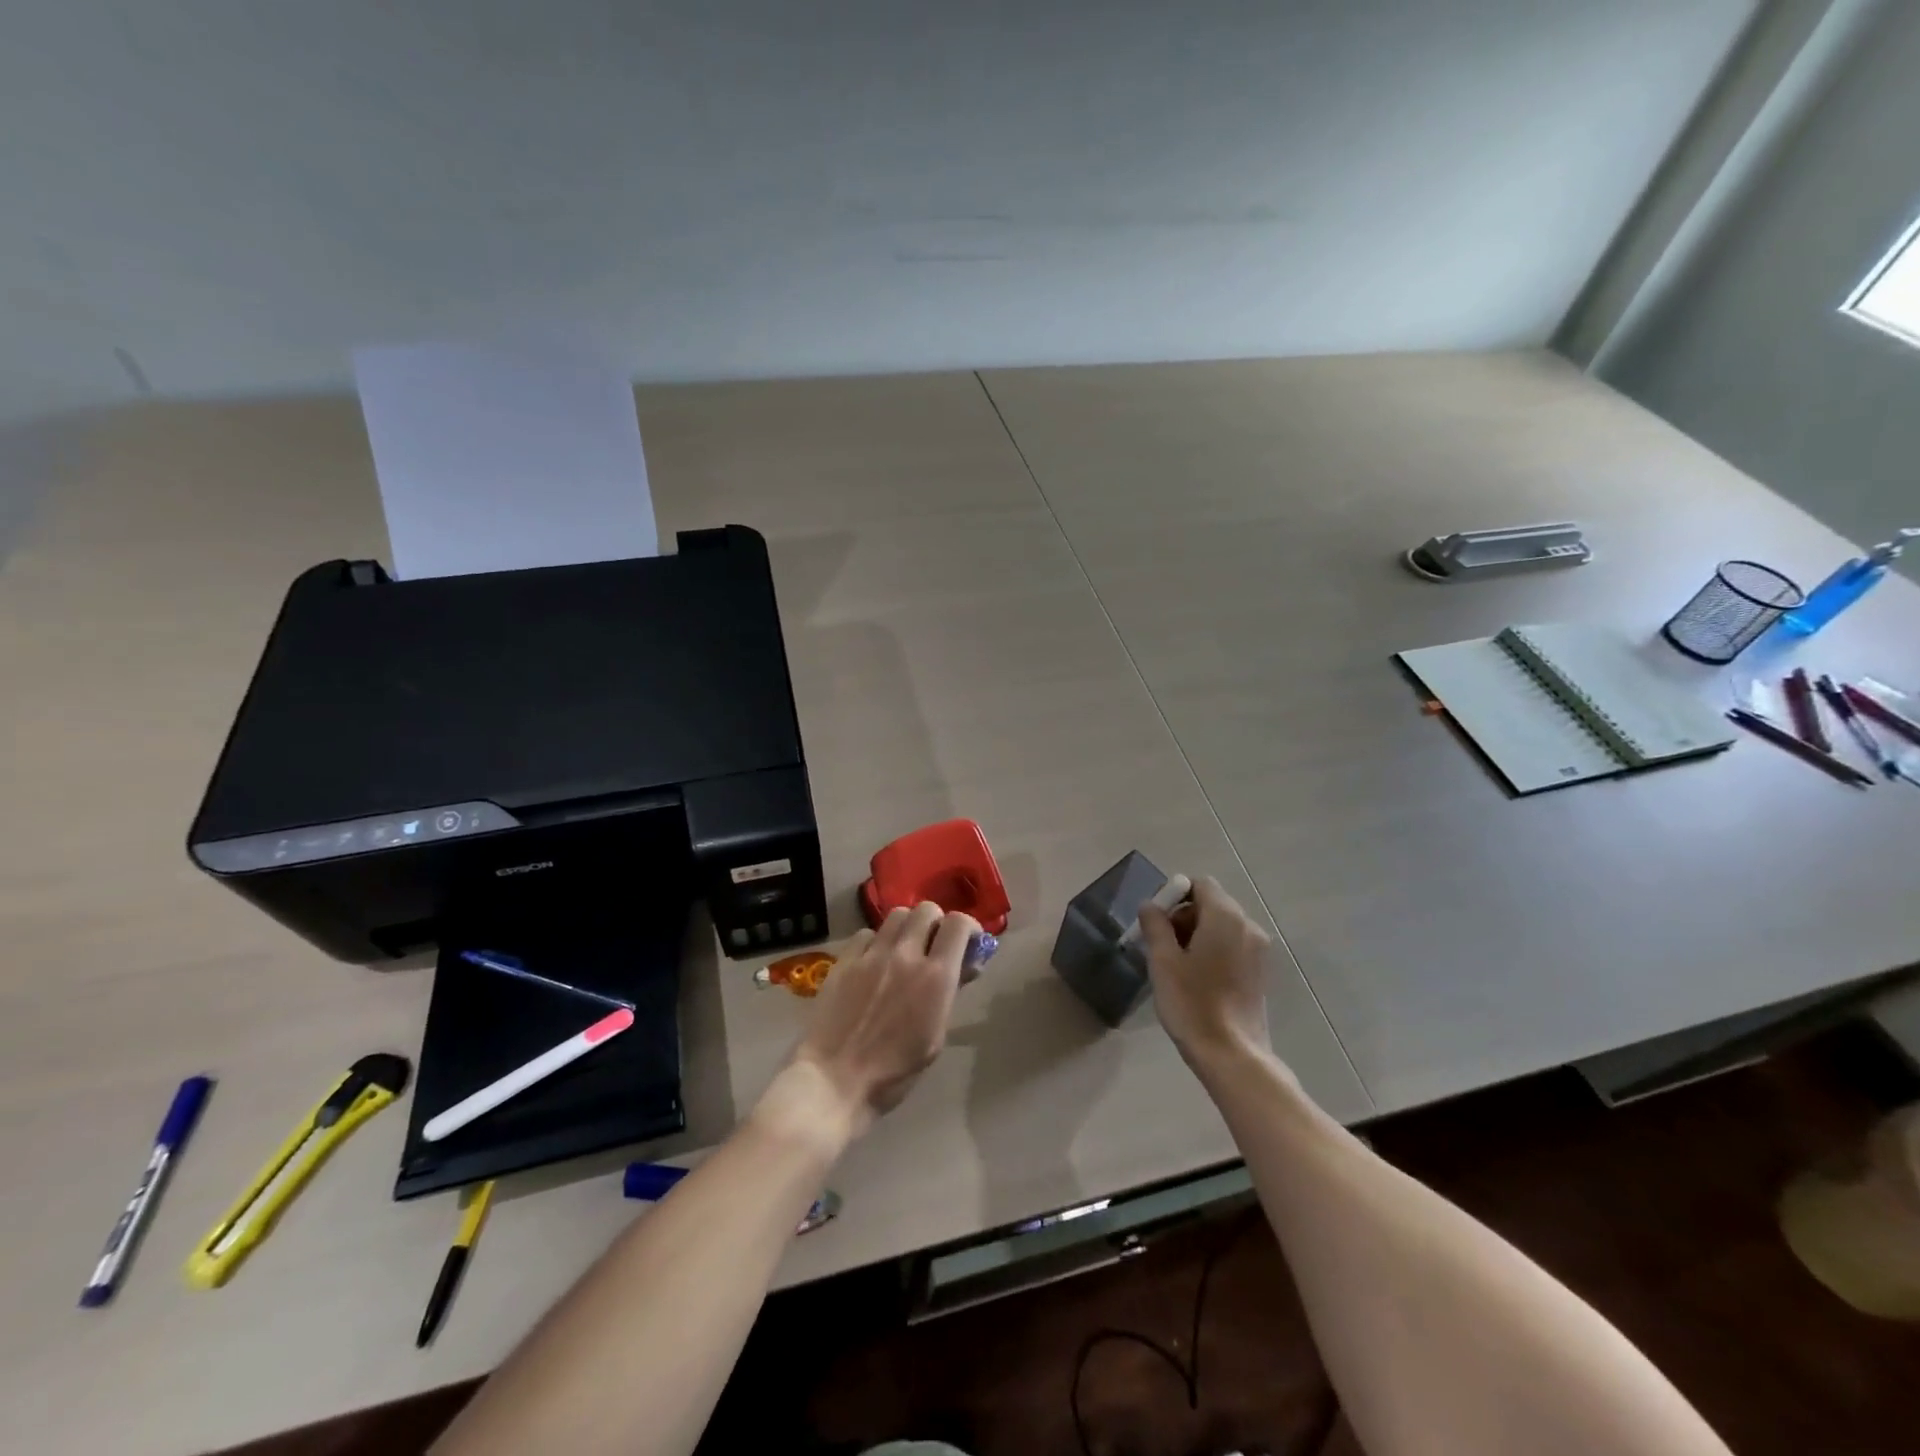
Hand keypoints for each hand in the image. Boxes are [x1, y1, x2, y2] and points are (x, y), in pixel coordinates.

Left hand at [783, 902, 977, 1139]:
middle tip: (934, 945)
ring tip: (904, 949)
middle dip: (936, 923)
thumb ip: (950, 993)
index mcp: (935, 977)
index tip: (968, 943)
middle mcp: (905, 955)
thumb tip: (965, 965)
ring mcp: (871, 955)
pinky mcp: (844, 960)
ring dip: (907, 928)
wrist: (835, 1081)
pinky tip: (873, 962)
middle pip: (926, 909)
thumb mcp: (935, 1038)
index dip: (968, 928)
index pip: (958, 924)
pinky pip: (866, 934)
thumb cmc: (894, 1073)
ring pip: (896, 915)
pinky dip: (876, 942)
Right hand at [1138, 876, 1273, 1072]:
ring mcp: (1258, 950)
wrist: (1232, 1055)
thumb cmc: (1193, 1003)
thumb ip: (1156, 924)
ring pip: (1222, 926)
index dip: (1175, 895)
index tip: (1157, 922)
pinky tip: (1198, 978)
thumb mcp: (1163, 961)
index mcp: (1226, 917)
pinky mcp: (1260, 972)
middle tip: (1162, 946)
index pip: (1200, 884)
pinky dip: (1214, 950)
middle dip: (1184, 916)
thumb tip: (1151, 905)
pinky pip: (1233, 945)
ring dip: (1198, 934)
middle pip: (1212, 903)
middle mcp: (1248, 926)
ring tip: (1178, 965)